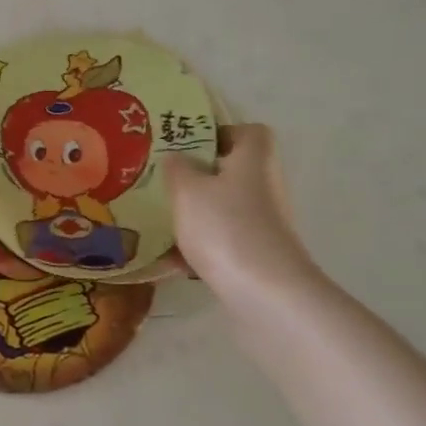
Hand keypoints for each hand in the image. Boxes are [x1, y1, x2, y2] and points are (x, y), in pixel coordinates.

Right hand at [167, 124, 317, 302]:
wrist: (265, 293)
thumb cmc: (224, 227)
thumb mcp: (187, 189)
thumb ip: (177, 168)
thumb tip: (177, 158)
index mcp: (254, 159)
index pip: (248, 132)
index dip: (219, 134)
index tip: (187, 146)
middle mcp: (265, 186)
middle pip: (232, 172)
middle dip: (198, 177)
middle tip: (163, 182)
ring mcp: (265, 223)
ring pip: (224, 208)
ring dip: (196, 213)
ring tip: (160, 220)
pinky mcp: (258, 255)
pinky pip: (223, 240)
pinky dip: (199, 246)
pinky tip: (170, 260)